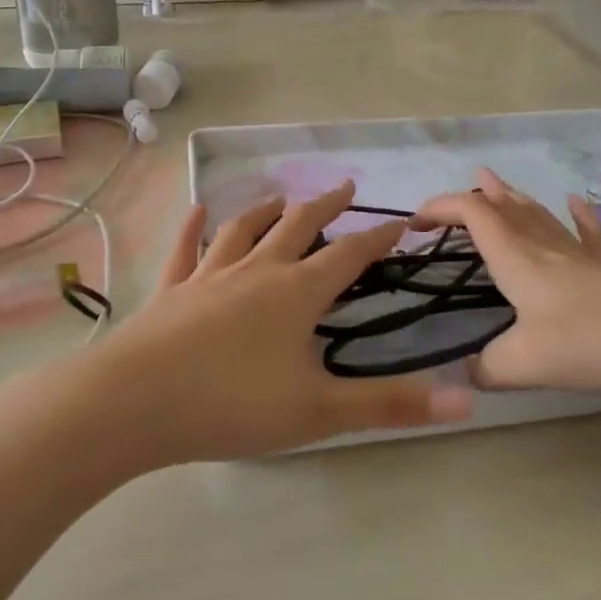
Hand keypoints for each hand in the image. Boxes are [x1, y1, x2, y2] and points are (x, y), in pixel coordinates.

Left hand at [99, 182, 473, 464]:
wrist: (133, 402)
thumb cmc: (232, 404)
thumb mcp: (319, 411)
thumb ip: (391, 405)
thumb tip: (467, 400)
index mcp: (297, 293)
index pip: (349, 256)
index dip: (378, 239)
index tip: (400, 223)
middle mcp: (257, 271)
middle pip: (299, 227)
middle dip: (327, 207)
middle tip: (345, 188)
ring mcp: (210, 275)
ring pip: (244, 229)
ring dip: (267, 209)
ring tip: (282, 197)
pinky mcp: (171, 289)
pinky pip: (185, 249)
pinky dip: (193, 226)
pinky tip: (196, 208)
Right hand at [411, 169, 600, 395]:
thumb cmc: (588, 341)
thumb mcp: (524, 364)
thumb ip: (485, 369)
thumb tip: (462, 373)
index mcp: (515, 257)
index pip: (471, 213)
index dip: (439, 207)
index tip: (415, 222)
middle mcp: (543, 244)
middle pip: (503, 206)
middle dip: (473, 197)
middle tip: (453, 198)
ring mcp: (579, 252)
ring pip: (539, 213)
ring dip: (512, 197)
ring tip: (495, 182)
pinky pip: (589, 232)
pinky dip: (578, 215)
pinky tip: (577, 203)